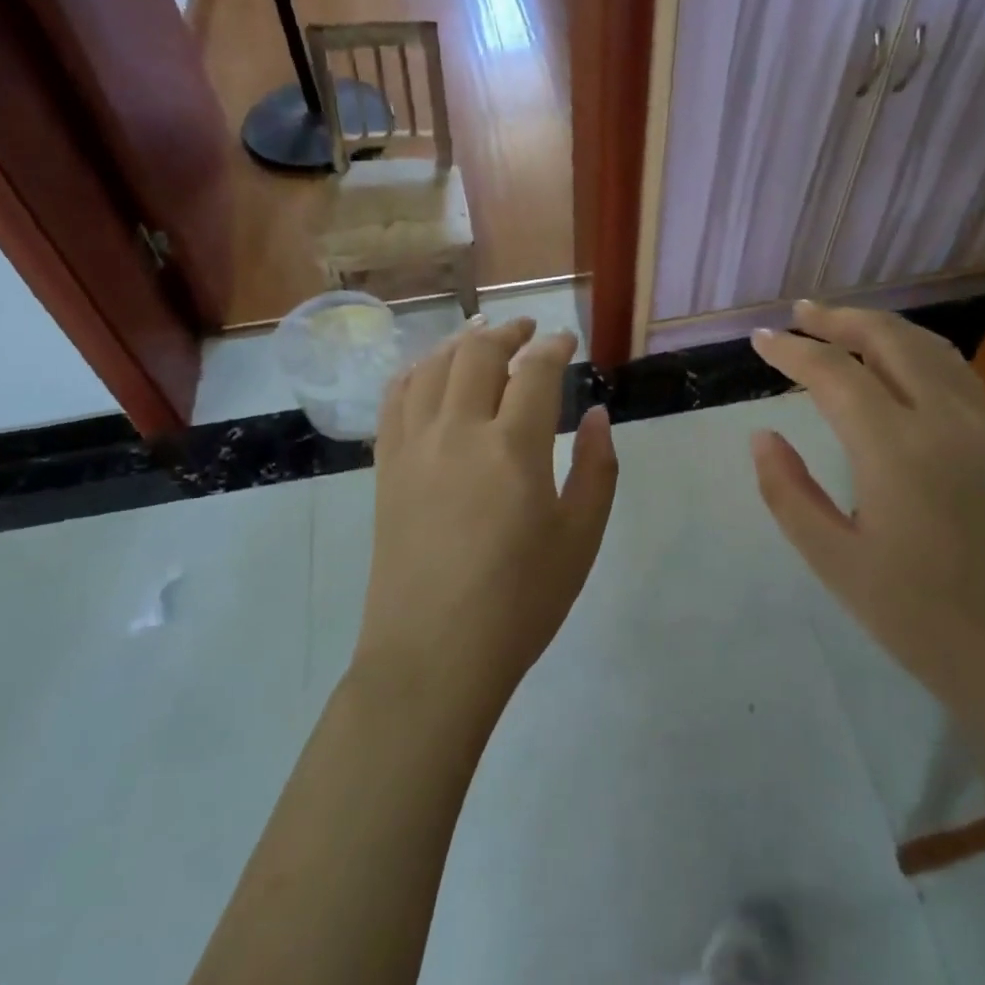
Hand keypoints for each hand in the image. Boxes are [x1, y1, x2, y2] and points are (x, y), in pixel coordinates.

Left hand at [355, 319, 618, 709]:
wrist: (433, 655)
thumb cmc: (519, 602)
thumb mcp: (580, 539)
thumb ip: (596, 468)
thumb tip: (597, 414)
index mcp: (512, 447)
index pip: (534, 370)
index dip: (554, 346)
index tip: (567, 341)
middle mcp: (458, 431)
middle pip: (478, 354)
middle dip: (508, 332)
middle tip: (528, 329)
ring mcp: (414, 446)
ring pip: (432, 367)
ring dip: (460, 343)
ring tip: (480, 336)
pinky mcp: (387, 467)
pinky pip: (395, 399)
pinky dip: (415, 371)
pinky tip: (428, 371)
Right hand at [749, 301, 984, 721]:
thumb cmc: (923, 621)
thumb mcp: (836, 562)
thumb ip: (789, 492)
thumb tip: (762, 436)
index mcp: (895, 449)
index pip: (833, 374)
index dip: (791, 351)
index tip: (758, 340)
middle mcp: (944, 421)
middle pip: (889, 340)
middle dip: (839, 319)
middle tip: (799, 313)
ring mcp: (983, 428)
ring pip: (929, 348)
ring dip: (880, 327)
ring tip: (842, 325)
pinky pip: (955, 372)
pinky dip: (916, 350)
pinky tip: (899, 364)